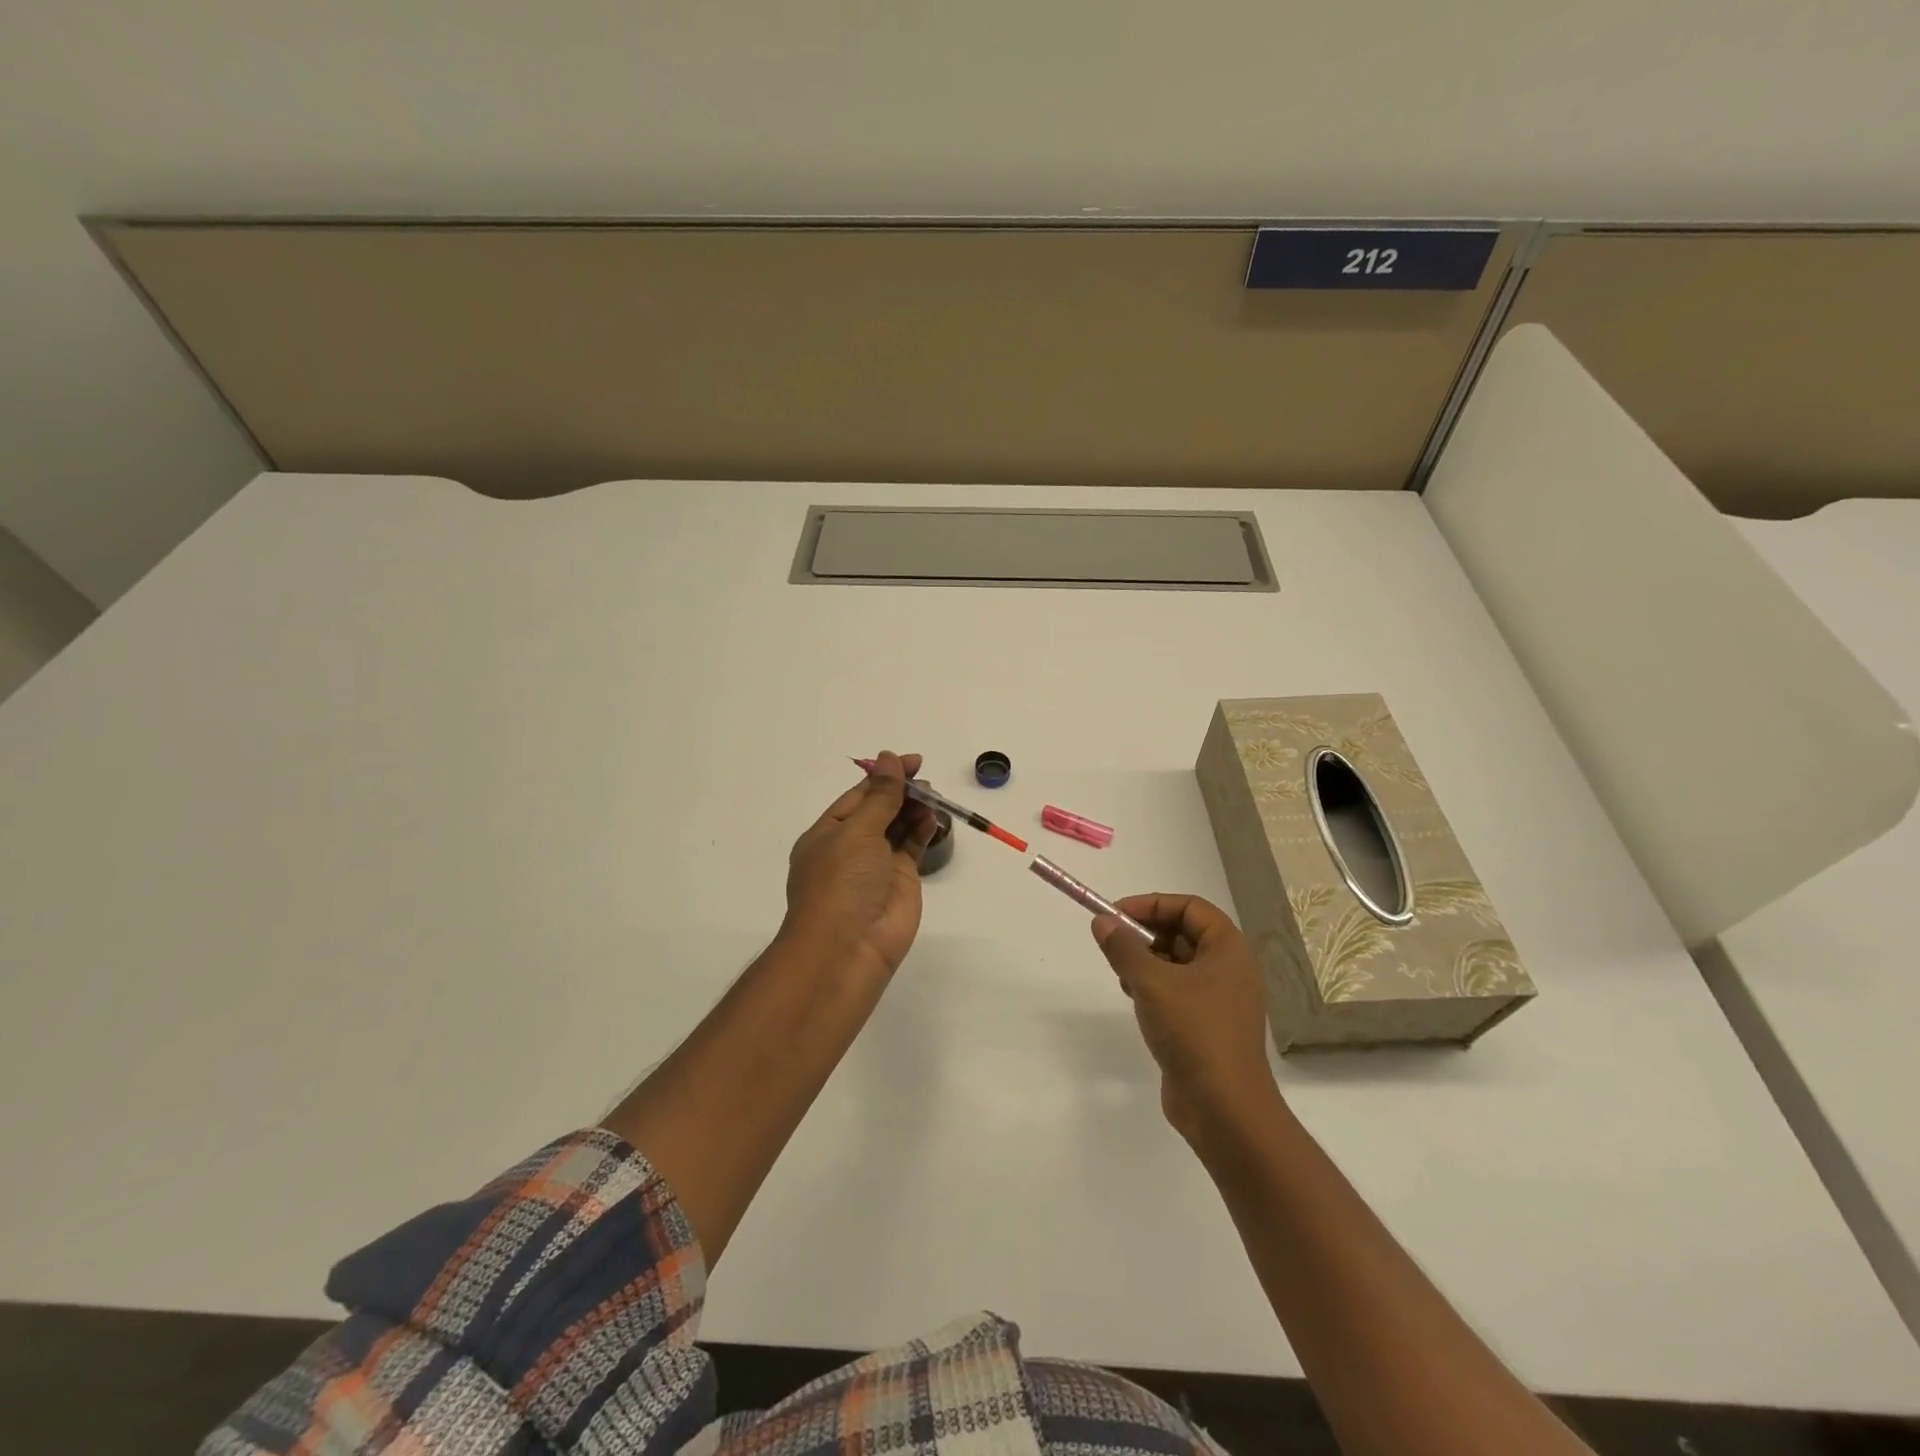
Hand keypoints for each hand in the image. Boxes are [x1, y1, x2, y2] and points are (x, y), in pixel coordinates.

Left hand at [783, 751, 938, 977]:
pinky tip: (934, 817)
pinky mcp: (901, 880)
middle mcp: (851, 847)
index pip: (858, 796)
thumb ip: (880, 797)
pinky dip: (924, 830)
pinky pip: (913, 847)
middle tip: (926, 779)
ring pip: (898, 827)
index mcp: (828, 833)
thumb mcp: (857, 832)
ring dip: (915, 809)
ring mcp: (877, 865)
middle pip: (880, 809)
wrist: (848, 948)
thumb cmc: (841, 882)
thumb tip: (889, 759)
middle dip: (902, 792)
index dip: (884, 776)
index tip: (911, 761)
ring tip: (933, 796)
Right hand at [1092, 894, 1280, 1144]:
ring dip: (1146, 960)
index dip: (1151, 904)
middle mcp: (1230, 969)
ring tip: (1121, 973)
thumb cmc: (1194, 1032)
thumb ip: (1123, 948)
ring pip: (1178, 963)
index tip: (1116, 914)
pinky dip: (1154, 986)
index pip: (1190, 907)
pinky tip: (1133, 998)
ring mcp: (1221, 999)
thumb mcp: (1151, 983)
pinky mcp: (1208, 1026)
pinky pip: (1178, 990)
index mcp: (1229, 949)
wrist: (1224, 1109)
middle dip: (1146, 933)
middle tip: (1113, 943)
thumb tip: (1102, 922)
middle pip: (1184, 932)